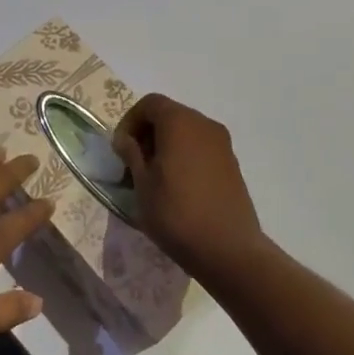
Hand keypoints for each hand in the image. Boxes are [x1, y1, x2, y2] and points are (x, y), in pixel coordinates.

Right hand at [113, 94, 268, 278]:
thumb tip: (125, 139)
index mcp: (180, 122)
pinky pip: (201, 148)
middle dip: (148, 133)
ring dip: (166, 145)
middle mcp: (204, 124)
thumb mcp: (142, 183)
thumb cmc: (176, 213)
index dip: (130, 121)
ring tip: (154, 177)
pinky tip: (178, 187)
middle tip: (134, 164)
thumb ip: (131, 154)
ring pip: (186, 132)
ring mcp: (222, 144)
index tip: (121, 149)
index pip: (150, 104)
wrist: (228, 249)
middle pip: (169, 115)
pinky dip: (185, 156)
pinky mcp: (232, 164)